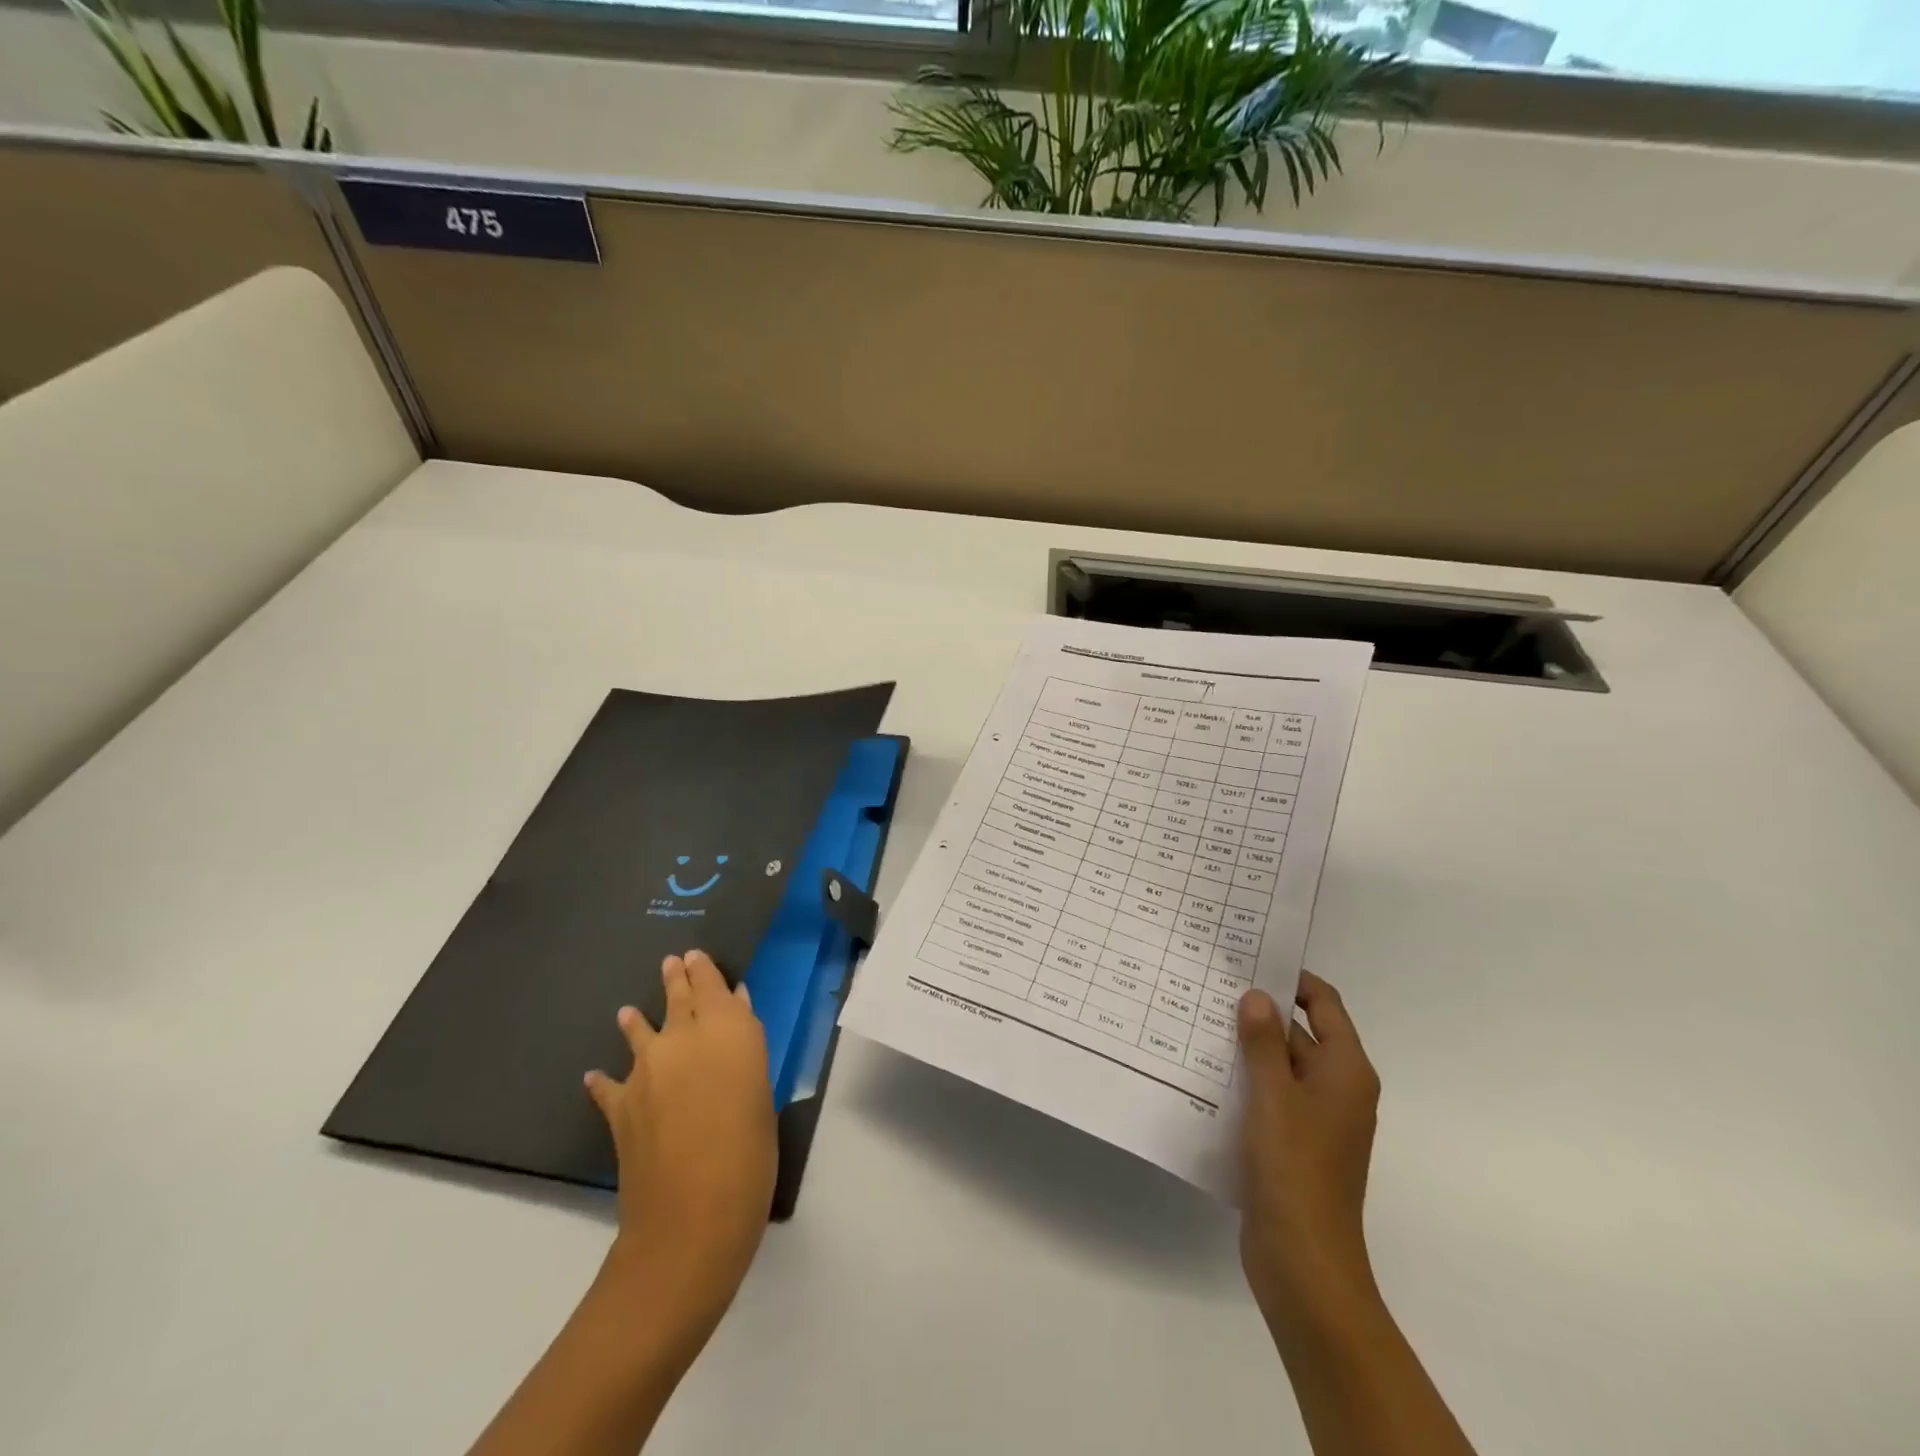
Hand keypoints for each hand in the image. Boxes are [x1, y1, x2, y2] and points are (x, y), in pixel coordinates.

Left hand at [584, 951, 776, 1350]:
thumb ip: (745, 1050)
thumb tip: (736, 1015)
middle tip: (672, 962)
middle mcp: (684, 1039)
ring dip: (637, 1019)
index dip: (705, 969)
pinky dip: (605, 1079)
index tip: (697, 955)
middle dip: (676, 979)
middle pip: (679, 998)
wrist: (691, 1217)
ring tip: (628, 1011)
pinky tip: (596, 1076)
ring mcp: (646, 1071)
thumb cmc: (750, 1152)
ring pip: (641, 1030)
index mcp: (727, 1030)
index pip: (713, 985)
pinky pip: (609, 1084)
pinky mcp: (620, 1106)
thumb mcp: (762, 1093)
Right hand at [1237, 971, 1381, 1338]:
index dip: (1293, 980)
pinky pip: (1269, 1096)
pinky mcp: (1292, 1143)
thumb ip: (1264, 1041)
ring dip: (1246, 1046)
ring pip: (1279, 1066)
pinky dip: (1244, 1080)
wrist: (1303, 1261)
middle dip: (1260, 1012)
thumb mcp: (1274, 1095)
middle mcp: (1336, 1089)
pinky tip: (1203, 1071)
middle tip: (1209, 986)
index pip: (1325, 1005)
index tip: (1250, 959)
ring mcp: (1314, 1119)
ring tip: (1197, 1020)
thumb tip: (1258, 996)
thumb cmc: (1295, 1168)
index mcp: (1345, 1071)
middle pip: (1300, 1033)